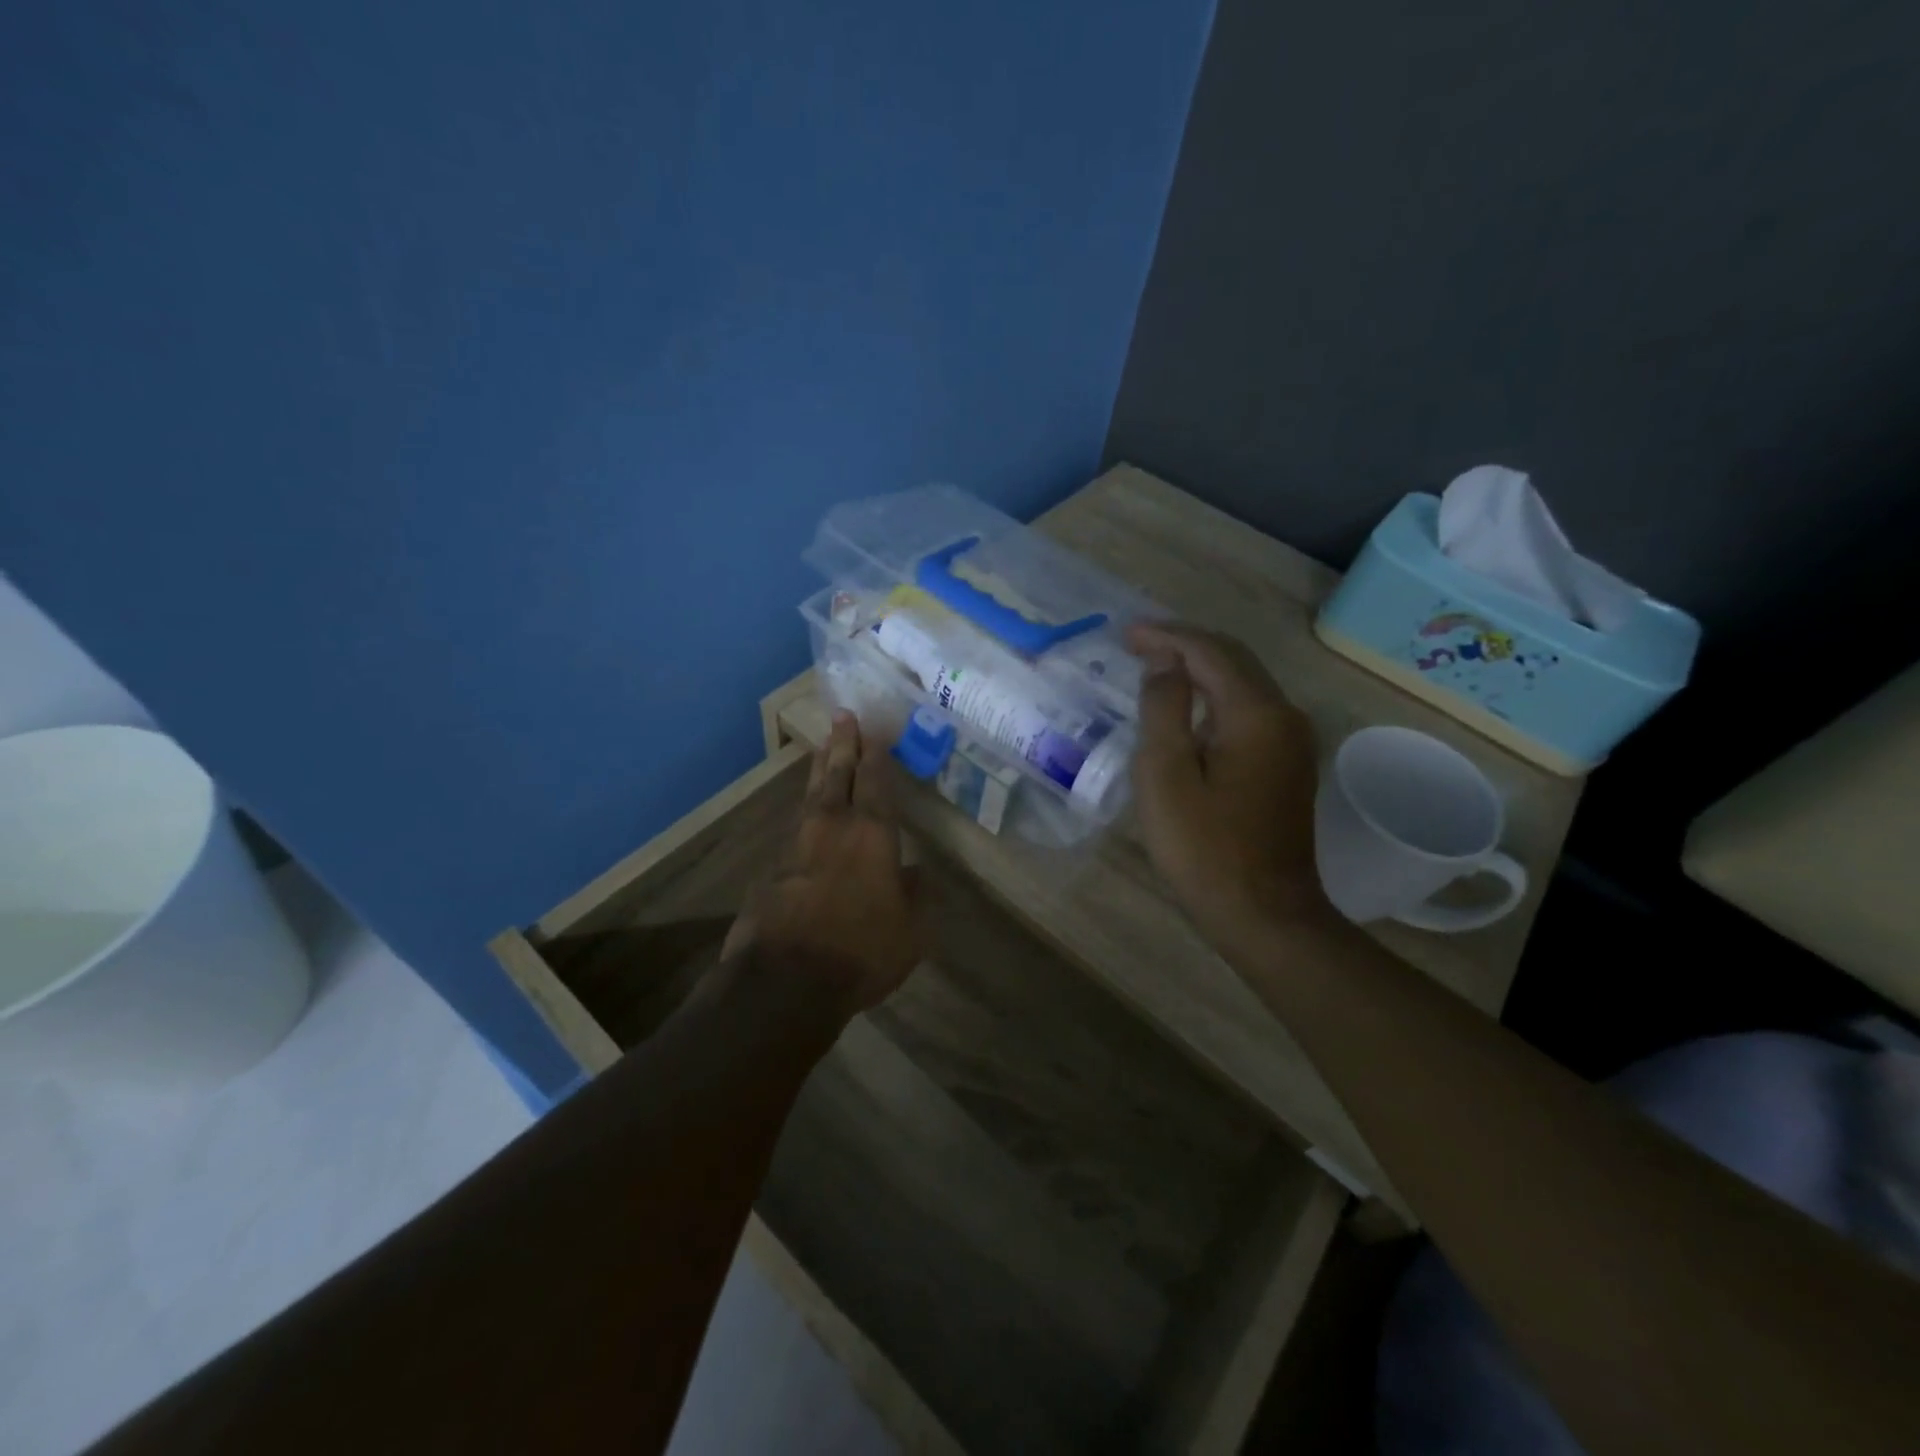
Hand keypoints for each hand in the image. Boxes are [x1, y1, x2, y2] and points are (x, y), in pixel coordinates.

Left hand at [722, 712, 921, 1016]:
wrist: (785, 980)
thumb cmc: (861, 950)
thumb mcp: (911, 930)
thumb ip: (917, 895)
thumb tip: (918, 872)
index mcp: (873, 835)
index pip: (877, 784)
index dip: (876, 756)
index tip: (873, 731)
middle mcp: (834, 828)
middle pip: (838, 775)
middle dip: (843, 745)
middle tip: (843, 716)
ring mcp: (798, 846)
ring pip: (812, 796)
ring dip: (819, 770)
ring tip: (823, 750)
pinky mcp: (773, 869)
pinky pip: (795, 830)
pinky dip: (805, 814)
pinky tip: (806, 816)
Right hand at [1127, 622, 1329, 946]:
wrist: (1264, 914)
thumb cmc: (1204, 848)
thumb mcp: (1166, 776)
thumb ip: (1163, 710)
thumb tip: (1165, 663)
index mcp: (1256, 714)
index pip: (1210, 652)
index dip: (1167, 636)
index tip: (1126, 634)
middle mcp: (1284, 716)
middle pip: (1234, 661)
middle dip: (1184, 645)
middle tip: (1137, 643)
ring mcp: (1292, 742)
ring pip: (1243, 685)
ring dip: (1200, 669)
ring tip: (1156, 666)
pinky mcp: (1287, 765)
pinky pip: (1249, 711)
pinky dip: (1215, 697)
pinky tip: (1188, 709)